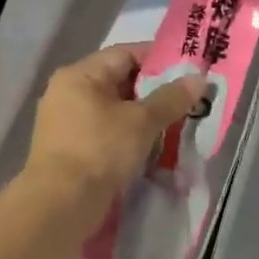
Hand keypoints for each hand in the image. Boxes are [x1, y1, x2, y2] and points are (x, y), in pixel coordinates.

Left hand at [24, 45, 205, 205]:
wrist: (60, 205)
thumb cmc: (100, 151)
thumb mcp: (141, 122)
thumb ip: (171, 98)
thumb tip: (198, 79)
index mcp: (80, 74)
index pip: (125, 54)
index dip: (158, 60)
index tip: (188, 71)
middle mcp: (68, 92)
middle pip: (119, 81)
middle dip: (153, 92)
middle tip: (186, 102)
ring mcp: (65, 121)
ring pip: (113, 109)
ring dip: (142, 117)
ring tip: (174, 126)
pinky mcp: (69, 148)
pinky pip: (105, 132)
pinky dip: (127, 135)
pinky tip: (150, 147)